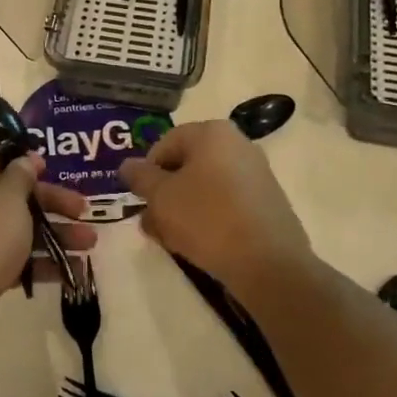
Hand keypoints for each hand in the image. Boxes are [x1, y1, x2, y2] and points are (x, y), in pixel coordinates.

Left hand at [0, 143, 96, 347]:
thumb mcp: (10, 198)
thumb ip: (21, 175)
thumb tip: (25, 159)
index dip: (18, 157)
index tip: (46, 166)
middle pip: (11, 191)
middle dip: (51, 202)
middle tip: (83, 208)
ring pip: (16, 225)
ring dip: (54, 233)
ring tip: (90, 243)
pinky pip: (12, 254)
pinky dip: (39, 259)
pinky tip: (72, 269)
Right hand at [118, 121, 312, 300]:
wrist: (268, 264)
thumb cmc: (207, 218)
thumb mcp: (161, 197)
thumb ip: (140, 177)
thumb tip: (127, 166)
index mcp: (212, 133)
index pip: (165, 144)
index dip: (146, 172)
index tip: (140, 201)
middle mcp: (238, 144)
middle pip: (186, 166)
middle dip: (164, 194)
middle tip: (152, 223)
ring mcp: (256, 174)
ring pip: (205, 187)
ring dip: (182, 209)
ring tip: (170, 239)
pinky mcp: (267, 203)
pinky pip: (226, 203)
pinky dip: (208, 218)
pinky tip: (198, 244)